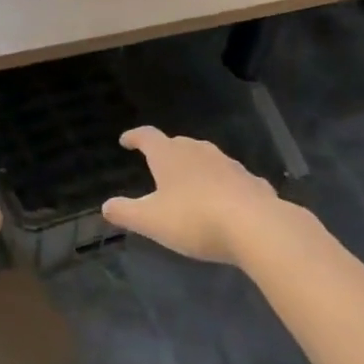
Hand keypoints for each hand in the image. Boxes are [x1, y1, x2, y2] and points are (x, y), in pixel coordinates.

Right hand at [103, 127, 308, 264]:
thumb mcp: (151, 221)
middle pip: (177, 144)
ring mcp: (228, 164)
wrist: (257, 227)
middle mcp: (198, 151)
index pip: (147, 136)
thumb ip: (126, 212)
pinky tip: (224, 201)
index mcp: (169, 155)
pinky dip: (222, 185)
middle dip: (166, 151)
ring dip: (195, 167)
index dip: (134, 137)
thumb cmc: (195, 219)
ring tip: (189, 183)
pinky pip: (231, 179)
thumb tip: (106, 206)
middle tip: (157, 164)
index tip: (125, 141)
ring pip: (206, 158)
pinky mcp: (252, 182)